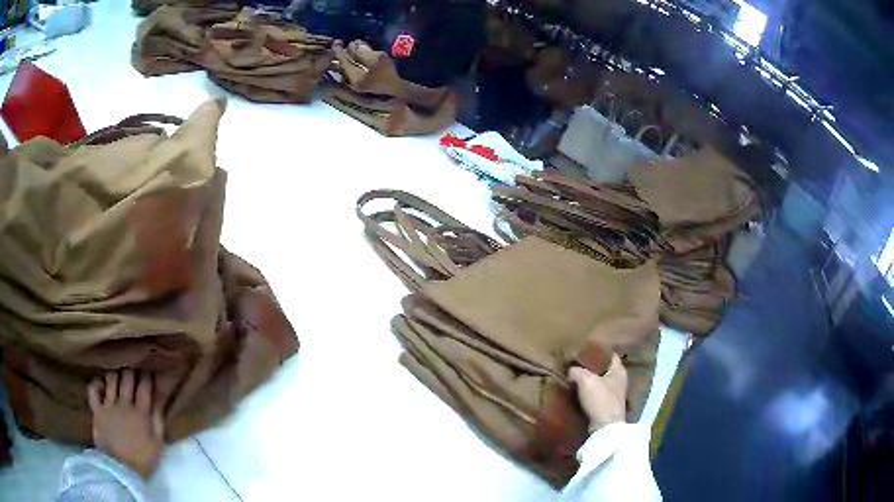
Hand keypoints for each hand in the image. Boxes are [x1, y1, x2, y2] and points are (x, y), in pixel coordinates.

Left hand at [87, 370, 164, 477]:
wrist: (121, 470)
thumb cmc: (142, 459)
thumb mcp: (157, 444)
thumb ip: (158, 421)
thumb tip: (160, 400)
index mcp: (141, 413)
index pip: (145, 386)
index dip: (147, 376)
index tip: (149, 372)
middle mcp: (124, 404)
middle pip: (127, 378)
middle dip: (131, 371)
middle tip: (134, 372)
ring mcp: (108, 405)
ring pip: (111, 378)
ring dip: (116, 375)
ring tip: (118, 376)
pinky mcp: (97, 409)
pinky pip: (93, 389)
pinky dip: (97, 383)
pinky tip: (101, 384)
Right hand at [568, 354, 627, 432]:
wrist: (604, 426)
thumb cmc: (600, 399)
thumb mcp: (586, 380)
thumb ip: (577, 371)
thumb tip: (571, 370)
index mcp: (619, 370)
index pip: (610, 354)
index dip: (599, 350)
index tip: (586, 348)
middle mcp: (619, 380)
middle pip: (604, 368)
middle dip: (592, 366)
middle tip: (577, 361)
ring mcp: (614, 394)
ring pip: (599, 381)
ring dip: (589, 379)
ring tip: (575, 375)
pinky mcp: (606, 405)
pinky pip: (596, 393)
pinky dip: (588, 391)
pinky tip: (577, 390)